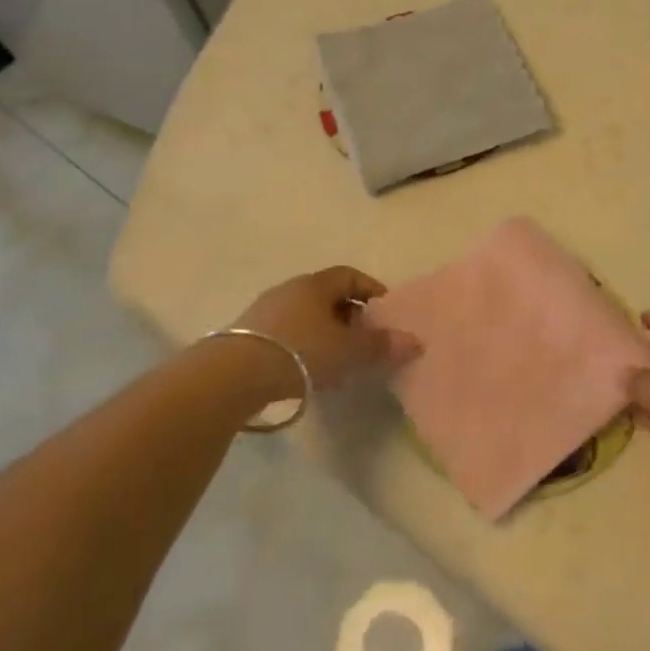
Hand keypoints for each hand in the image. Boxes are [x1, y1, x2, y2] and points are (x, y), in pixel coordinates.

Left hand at [234, 266, 420, 394]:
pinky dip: (303, 345)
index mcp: (315, 285)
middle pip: (327, 296)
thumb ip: (381, 345)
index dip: (371, 290)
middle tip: (366, 339)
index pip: (350, 275)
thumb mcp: (348, 350)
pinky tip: (308, 369)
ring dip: (325, 332)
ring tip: (339, 359)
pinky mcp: (247, 335)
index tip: (386, 312)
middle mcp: (289, 290)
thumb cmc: (300, 352)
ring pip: (306, 315)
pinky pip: (286, 333)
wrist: (233, 375)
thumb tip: (416, 341)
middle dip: (350, 315)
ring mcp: (264, 311)